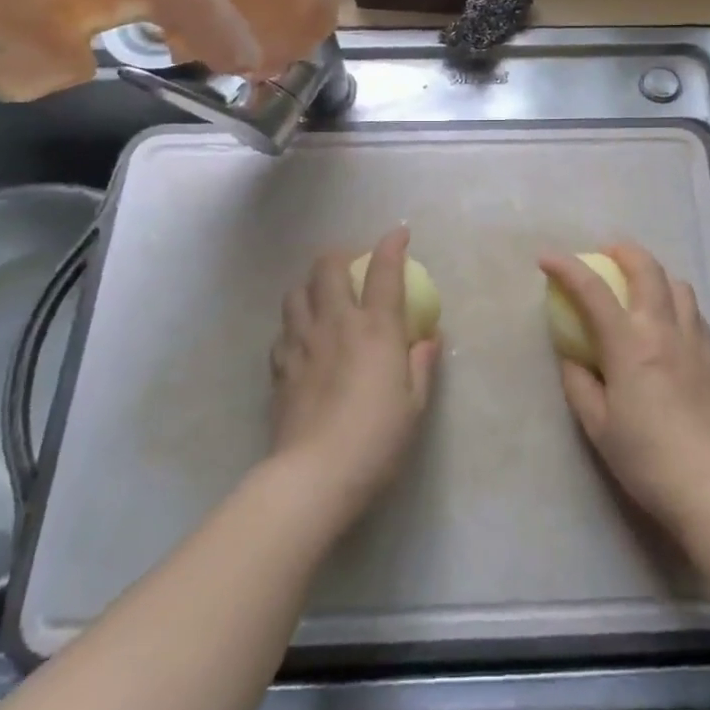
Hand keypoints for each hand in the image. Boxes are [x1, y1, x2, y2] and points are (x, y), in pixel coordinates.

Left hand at [269, 227, 438, 524]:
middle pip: (327, 267)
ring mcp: (301, 342)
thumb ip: (422, 364)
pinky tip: (303, 338)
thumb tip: (429, 337)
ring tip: (322, 296)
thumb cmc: (376, 439)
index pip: (384, 270)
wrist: (313, 476)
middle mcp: (335, 323)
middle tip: (352, 265)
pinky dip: (294, 323)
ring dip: (310, 285)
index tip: (399, 234)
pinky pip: (283, 329)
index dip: (392, 245)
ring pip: (296, 292)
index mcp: (375, 328)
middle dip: (340, 254)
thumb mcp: (414, 405)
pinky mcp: (279, 366)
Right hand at [541, 244, 709, 535]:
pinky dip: (674, 301)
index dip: (566, 268)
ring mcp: (694, 339)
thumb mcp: (596, 425)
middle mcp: (663, 329)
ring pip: (677, 284)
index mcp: (629, 344)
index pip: (592, 291)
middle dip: (622, 251)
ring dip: (653, 274)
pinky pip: (693, 311)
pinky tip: (666, 323)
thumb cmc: (645, 457)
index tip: (546, 258)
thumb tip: (572, 356)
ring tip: (638, 287)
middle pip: (646, 268)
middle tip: (604, 255)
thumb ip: (578, 382)